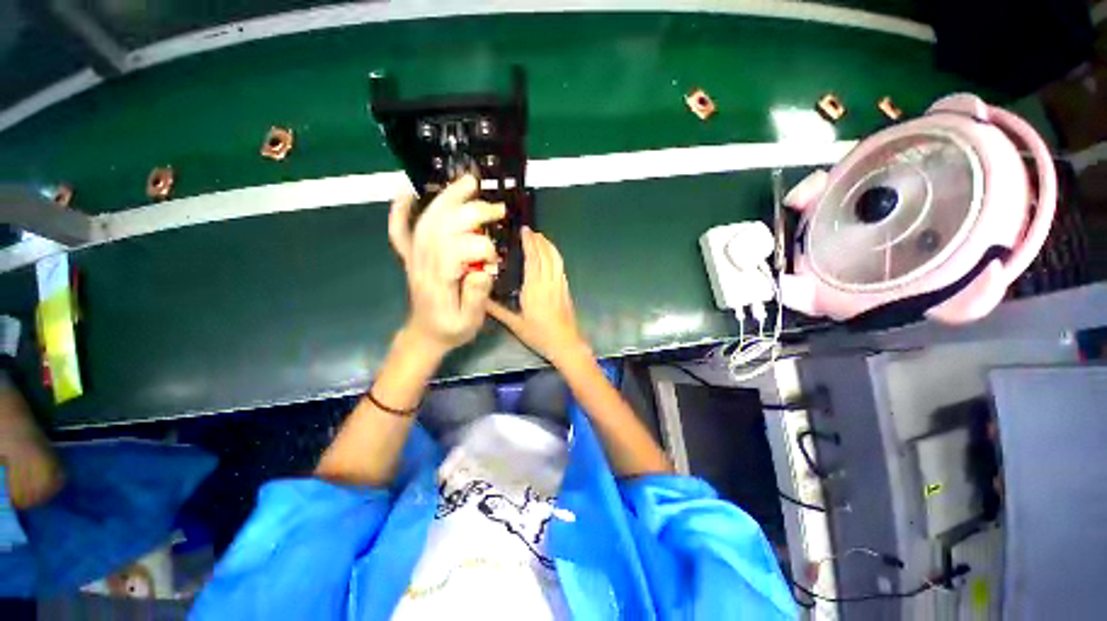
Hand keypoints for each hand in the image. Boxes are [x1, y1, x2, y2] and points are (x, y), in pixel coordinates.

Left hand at [388, 176, 504, 355]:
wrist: (425, 335)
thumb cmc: (451, 329)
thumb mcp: (469, 322)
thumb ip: (476, 297)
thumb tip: (483, 271)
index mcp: (439, 280)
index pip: (456, 250)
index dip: (480, 247)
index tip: (496, 259)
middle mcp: (423, 263)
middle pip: (443, 227)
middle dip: (472, 212)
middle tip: (497, 208)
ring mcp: (414, 257)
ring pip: (427, 221)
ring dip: (447, 199)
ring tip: (469, 183)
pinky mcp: (411, 257)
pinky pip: (400, 231)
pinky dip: (400, 211)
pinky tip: (407, 193)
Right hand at [487, 228, 590, 366]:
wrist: (565, 344)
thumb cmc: (539, 335)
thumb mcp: (515, 325)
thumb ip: (497, 311)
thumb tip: (480, 300)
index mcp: (534, 288)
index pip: (533, 259)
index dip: (529, 243)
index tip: (525, 231)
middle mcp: (548, 282)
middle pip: (545, 255)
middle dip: (539, 240)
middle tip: (531, 231)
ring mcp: (560, 285)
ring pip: (556, 259)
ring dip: (549, 246)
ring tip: (541, 238)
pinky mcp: (566, 289)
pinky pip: (561, 267)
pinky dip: (556, 256)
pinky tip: (552, 256)